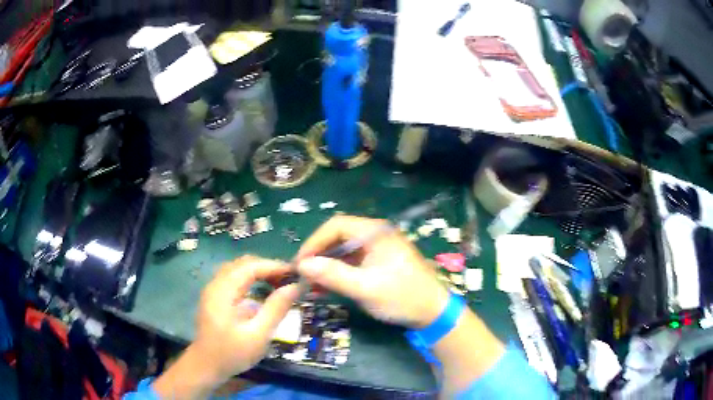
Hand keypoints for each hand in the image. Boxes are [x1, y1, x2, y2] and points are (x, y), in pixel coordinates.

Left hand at [154, 256, 299, 397]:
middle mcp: (216, 284)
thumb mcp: (258, 335)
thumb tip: (295, 287)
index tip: (296, 273)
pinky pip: (234, 279)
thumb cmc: (232, 353)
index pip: (251, 266)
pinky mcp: (215, 297)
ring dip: (259, 272)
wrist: (206, 366)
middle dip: (268, 267)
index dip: (274, 266)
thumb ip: (276, 309)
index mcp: (223, 291)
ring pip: (238, 269)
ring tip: (279, 283)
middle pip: (243, 264)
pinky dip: (251, 279)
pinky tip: (263, 291)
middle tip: (290, 279)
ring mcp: (214, 290)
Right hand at [296, 215, 449, 327]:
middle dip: (318, 254)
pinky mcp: (379, 262)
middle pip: (338, 237)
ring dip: (326, 265)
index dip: (314, 242)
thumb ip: (333, 275)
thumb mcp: (365, 288)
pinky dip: (338, 272)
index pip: (336, 226)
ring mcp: (378, 248)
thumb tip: (302, 265)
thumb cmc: (402, 297)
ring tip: (310, 283)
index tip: (300, 263)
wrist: (433, 312)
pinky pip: (352, 262)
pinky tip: (326, 286)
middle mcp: (375, 235)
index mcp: (375, 232)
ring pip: (343, 251)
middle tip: (303, 274)